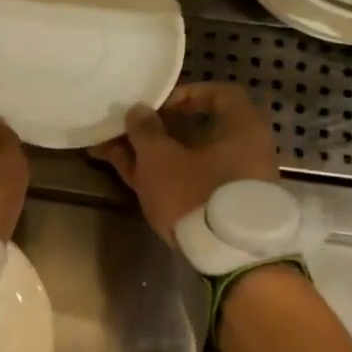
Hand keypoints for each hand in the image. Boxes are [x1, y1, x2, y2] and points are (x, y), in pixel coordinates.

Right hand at [88, 82, 277, 239]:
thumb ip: (145, 130)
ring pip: (184, 159)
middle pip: (195, 130)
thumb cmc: (196, 192)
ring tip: (108, 150)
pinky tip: (125, 172)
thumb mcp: (161, 158)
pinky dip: (158, 175)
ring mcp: (230, 183)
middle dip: (154, 129)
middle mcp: (242, 152)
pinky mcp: (216, 208)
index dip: (186, 94)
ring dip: (148, 153)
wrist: (226, 257)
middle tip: (123, 129)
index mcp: (242, 129)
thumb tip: (138, 110)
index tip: (157, 105)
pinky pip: (185, 181)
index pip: (220, 94)